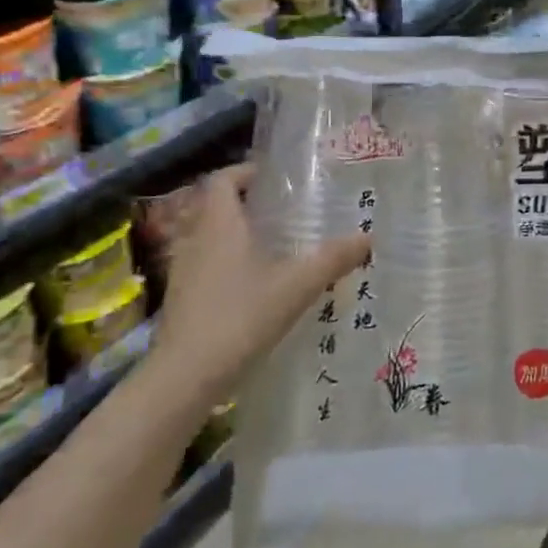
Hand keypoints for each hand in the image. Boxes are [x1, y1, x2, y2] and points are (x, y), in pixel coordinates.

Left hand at [151, 164, 369, 396]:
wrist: (186, 375)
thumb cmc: (241, 316)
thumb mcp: (297, 286)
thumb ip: (333, 259)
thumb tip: (368, 238)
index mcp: (219, 223)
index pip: (223, 179)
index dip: (246, 171)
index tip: (275, 178)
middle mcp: (195, 238)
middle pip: (215, 206)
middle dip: (246, 203)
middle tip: (282, 211)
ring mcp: (183, 270)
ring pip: (208, 236)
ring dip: (235, 234)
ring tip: (272, 246)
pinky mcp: (180, 298)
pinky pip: (204, 265)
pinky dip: (226, 263)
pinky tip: (253, 284)